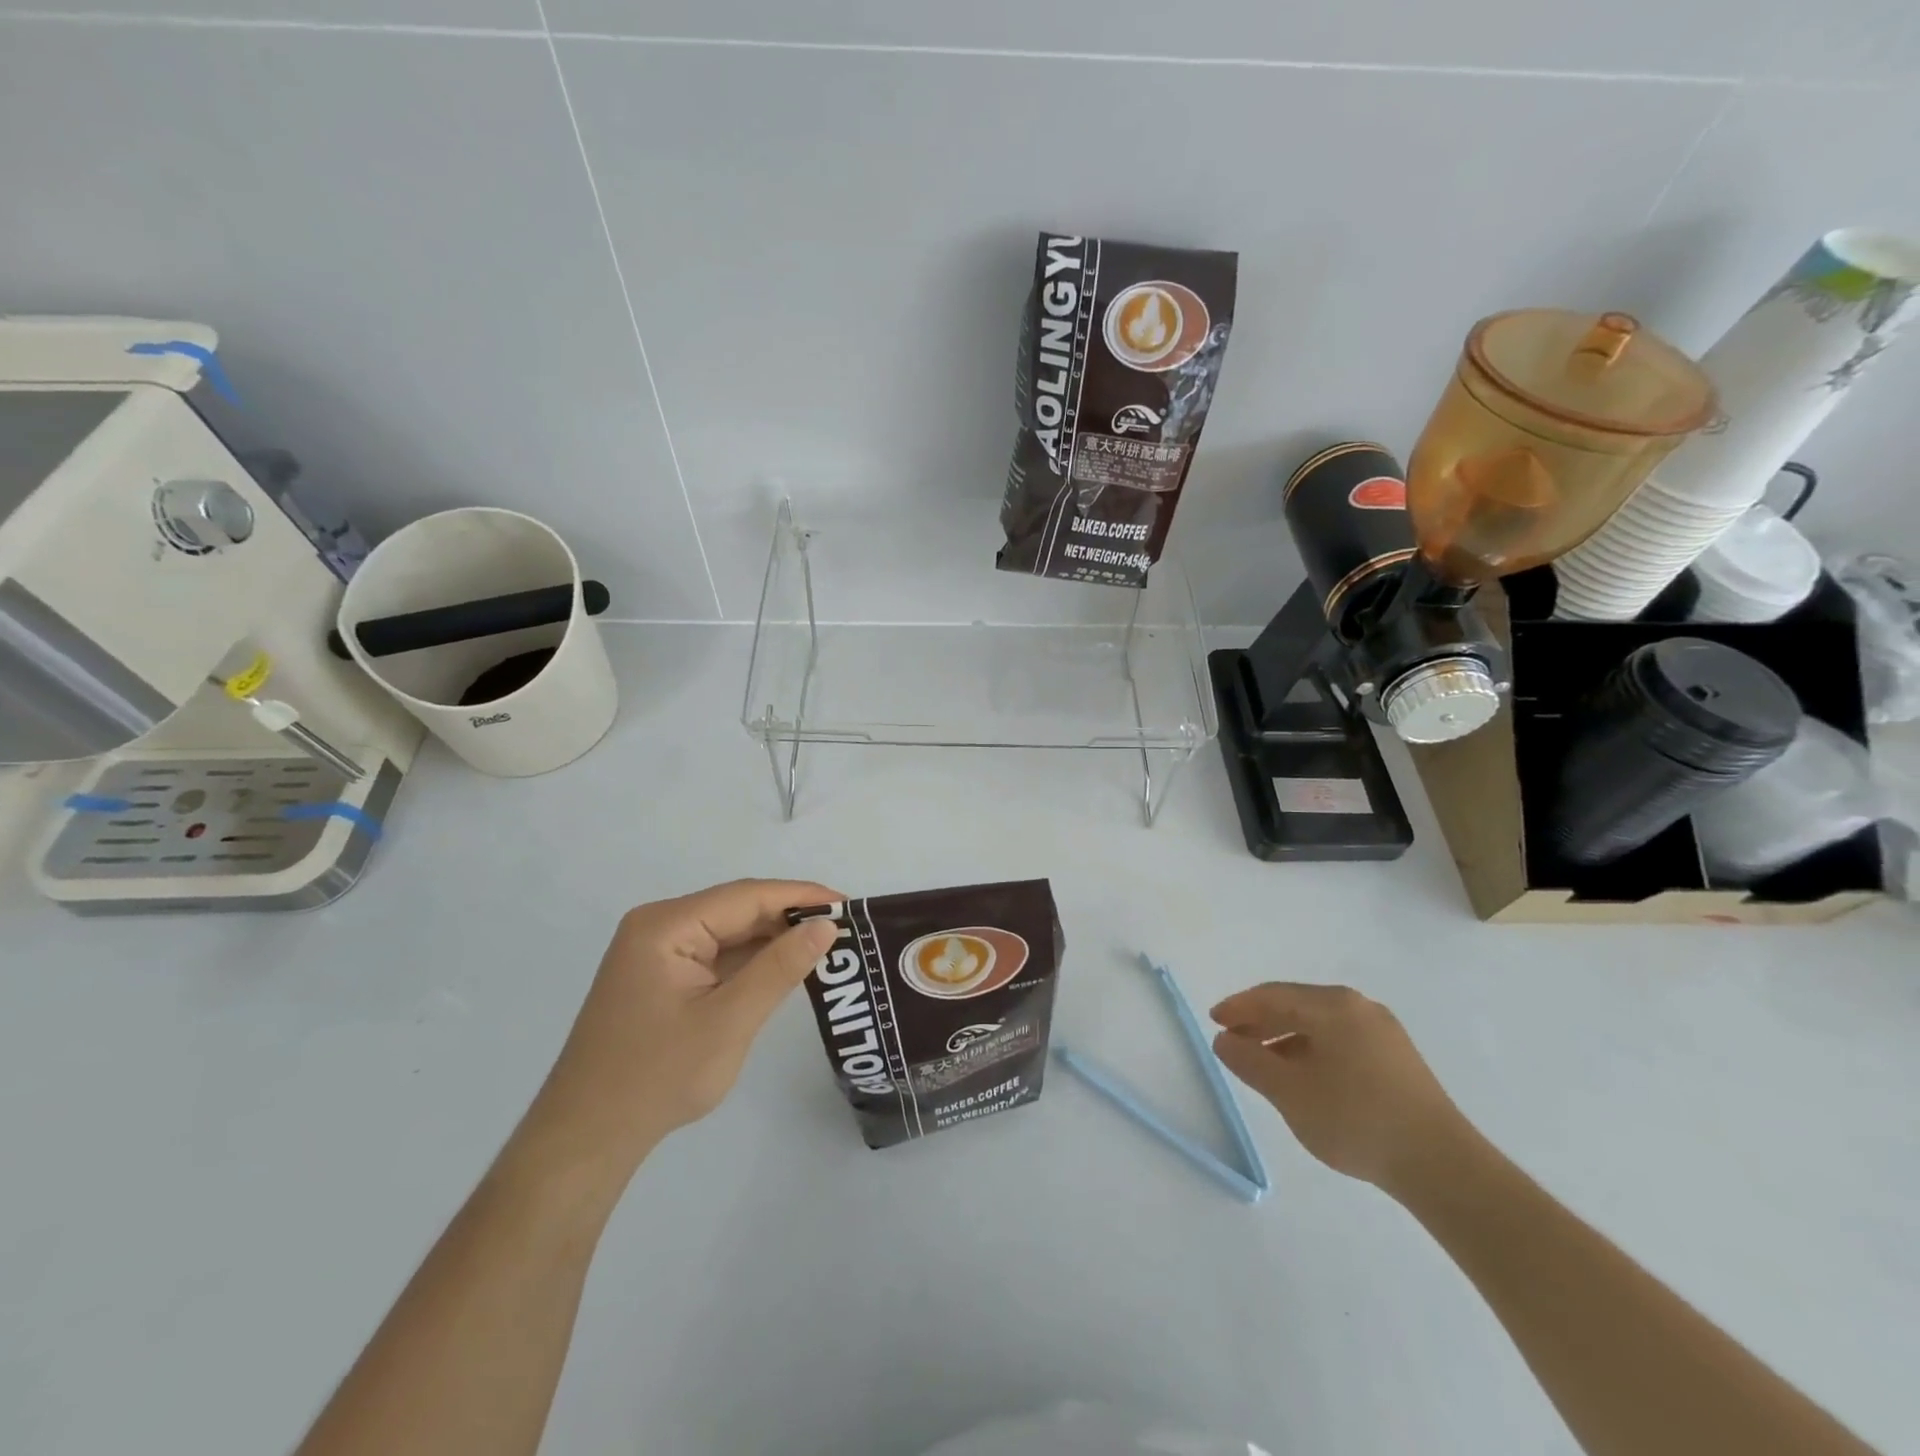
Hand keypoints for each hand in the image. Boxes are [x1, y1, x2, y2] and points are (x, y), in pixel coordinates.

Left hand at [524, 880, 841, 1179]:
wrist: (587, 1139)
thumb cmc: (657, 1077)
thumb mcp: (729, 1021)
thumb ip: (780, 968)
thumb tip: (826, 924)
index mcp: (666, 925)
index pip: (747, 896)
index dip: (801, 896)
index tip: (849, 905)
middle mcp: (659, 926)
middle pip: (738, 909)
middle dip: (790, 918)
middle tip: (845, 931)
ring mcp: (657, 951)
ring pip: (729, 932)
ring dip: (773, 940)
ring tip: (826, 947)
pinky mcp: (662, 976)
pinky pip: (716, 955)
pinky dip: (751, 961)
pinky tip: (785, 968)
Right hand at [1210, 983, 1471, 1195]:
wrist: (1442, 1166)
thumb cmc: (1356, 1120)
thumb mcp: (1289, 1092)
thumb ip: (1250, 1061)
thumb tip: (1225, 1040)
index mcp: (1332, 1005)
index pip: (1272, 996)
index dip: (1239, 1007)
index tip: (1214, 1021)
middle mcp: (1358, 1006)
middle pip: (1296, 1004)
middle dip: (1261, 1021)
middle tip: (1233, 1041)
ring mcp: (1382, 1031)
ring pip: (1319, 1023)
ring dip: (1285, 1037)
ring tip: (1264, 1063)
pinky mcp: (1397, 1057)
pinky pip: (1340, 1039)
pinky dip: (1312, 1049)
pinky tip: (1304, 1076)